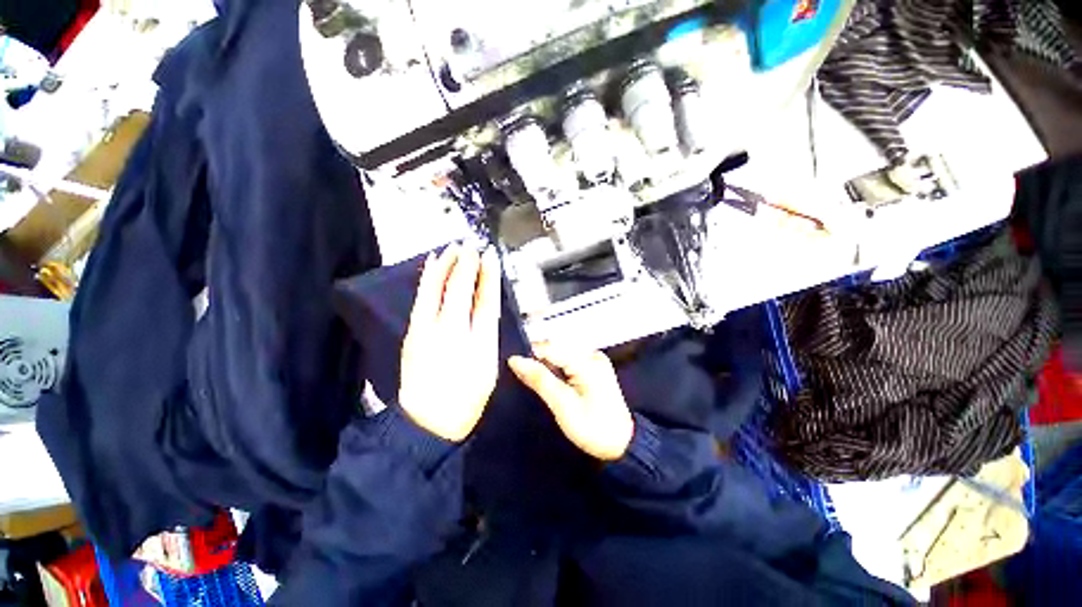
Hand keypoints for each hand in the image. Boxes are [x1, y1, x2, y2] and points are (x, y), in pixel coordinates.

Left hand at [399, 244, 501, 441]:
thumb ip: (488, 334)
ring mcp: (426, 329)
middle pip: (458, 288)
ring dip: (443, 266)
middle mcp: (450, 329)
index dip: (488, 274)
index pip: (484, 298)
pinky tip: (430, 268)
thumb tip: (486, 306)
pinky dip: (427, 279)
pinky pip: (421, 298)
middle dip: (465, 264)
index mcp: (475, 340)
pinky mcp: (413, 332)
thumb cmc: (466, 397)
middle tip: (470, 245)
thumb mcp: (488, 367)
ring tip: (450, 249)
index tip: (490, 255)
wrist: (427, 421)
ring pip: (434, 289)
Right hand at [508, 343, 633, 460]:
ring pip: (561, 354)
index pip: (550, 347)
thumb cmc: (594, 429)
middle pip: (556, 348)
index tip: (513, 365)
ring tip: (538, 381)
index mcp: (587, 362)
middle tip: (525, 377)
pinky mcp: (595, 368)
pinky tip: (553, 382)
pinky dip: (558, 369)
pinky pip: (570, 360)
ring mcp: (595, 360)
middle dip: (539, 359)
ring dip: (547, 364)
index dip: (529, 354)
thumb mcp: (562, 406)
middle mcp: (593, 355)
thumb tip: (516, 360)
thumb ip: (540, 379)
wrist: (622, 444)